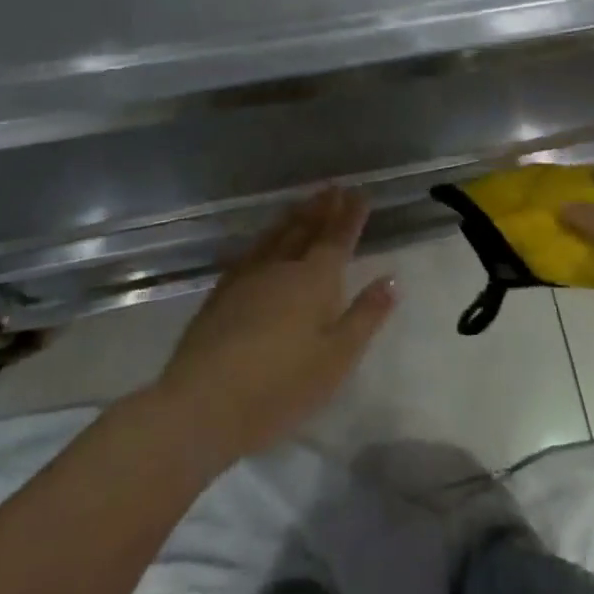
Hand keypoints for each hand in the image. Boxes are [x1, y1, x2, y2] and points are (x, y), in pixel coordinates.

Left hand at [148, 189, 396, 475]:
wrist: (202, 405)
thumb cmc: (281, 386)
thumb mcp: (338, 357)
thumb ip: (366, 315)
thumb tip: (392, 278)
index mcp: (315, 280)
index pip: (337, 239)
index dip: (350, 216)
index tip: (360, 193)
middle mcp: (281, 268)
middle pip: (305, 229)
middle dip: (322, 208)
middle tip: (333, 187)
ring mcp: (246, 279)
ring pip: (275, 236)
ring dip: (293, 217)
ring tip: (303, 203)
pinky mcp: (220, 295)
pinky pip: (249, 253)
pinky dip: (263, 239)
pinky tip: (262, 243)